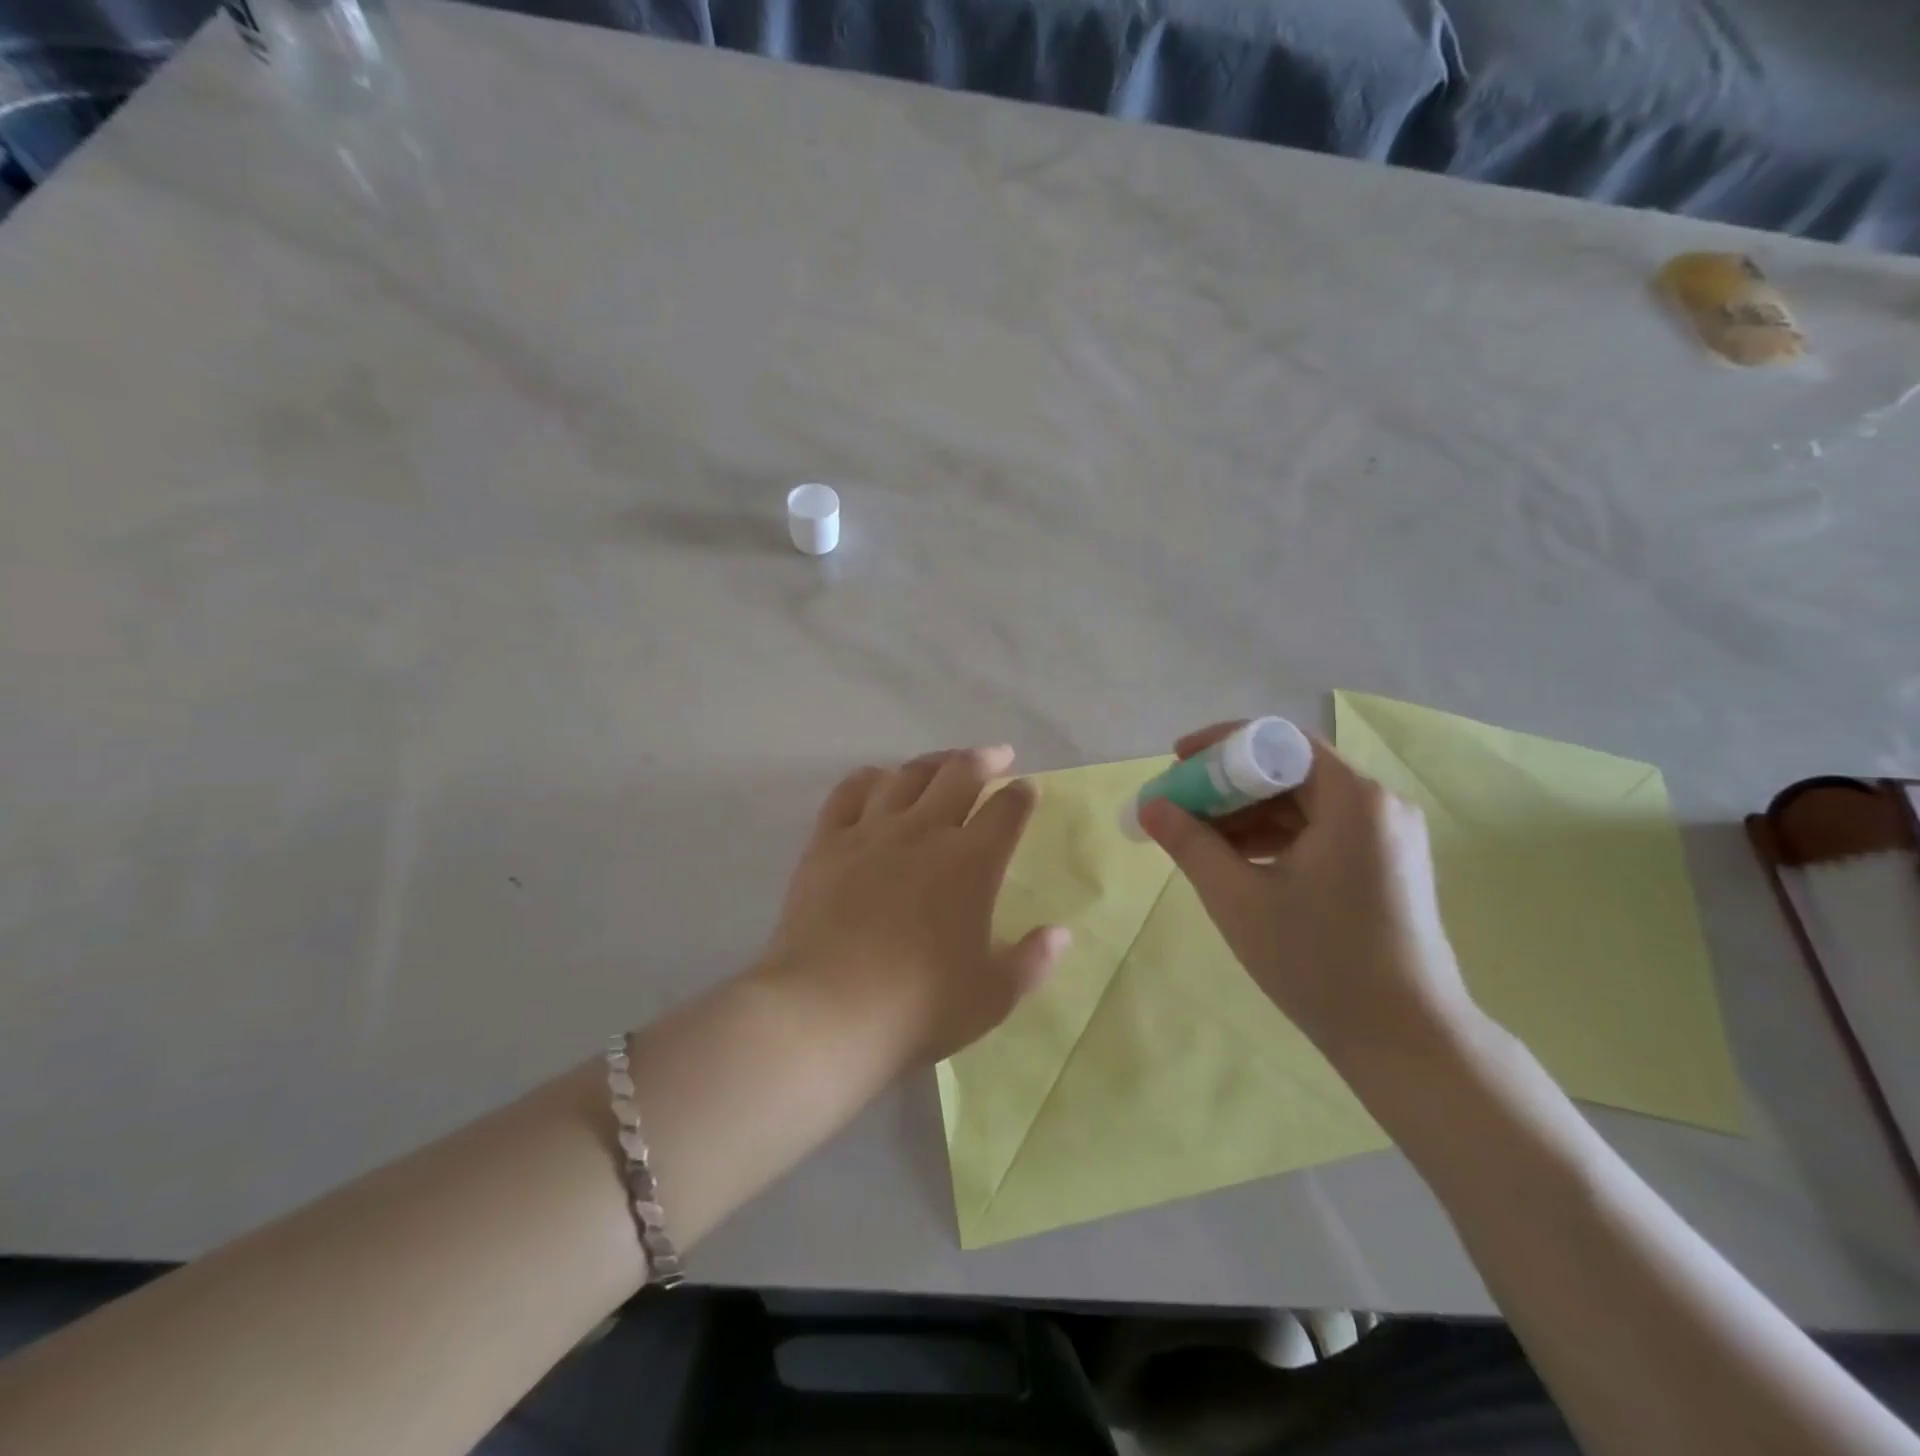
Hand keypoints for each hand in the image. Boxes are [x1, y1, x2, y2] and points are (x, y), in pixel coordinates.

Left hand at [763, 747, 1069, 1069]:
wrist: (826, 1012)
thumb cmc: (918, 1009)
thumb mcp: (992, 997)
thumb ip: (1032, 961)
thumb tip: (1061, 932)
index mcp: (970, 863)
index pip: (1006, 811)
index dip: (1022, 795)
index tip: (1027, 789)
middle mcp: (923, 833)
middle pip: (959, 775)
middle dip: (984, 759)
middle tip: (998, 755)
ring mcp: (870, 833)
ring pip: (906, 776)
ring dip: (932, 762)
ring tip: (944, 763)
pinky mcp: (826, 844)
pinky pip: (848, 793)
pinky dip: (869, 778)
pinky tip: (878, 778)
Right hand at [1138, 723, 1473, 1067]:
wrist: (1407, 1041)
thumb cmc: (1318, 962)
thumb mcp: (1238, 899)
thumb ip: (1189, 843)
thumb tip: (1150, 805)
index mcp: (1353, 799)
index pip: (1277, 741)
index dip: (1220, 746)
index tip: (1176, 762)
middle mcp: (1378, 804)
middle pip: (1289, 770)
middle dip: (1228, 784)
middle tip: (1179, 806)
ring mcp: (1388, 836)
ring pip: (1303, 802)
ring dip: (1248, 813)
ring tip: (1199, 839)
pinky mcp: (1387, 864)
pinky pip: (1321, 830)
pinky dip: (1277, 837)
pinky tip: (1239, 862)